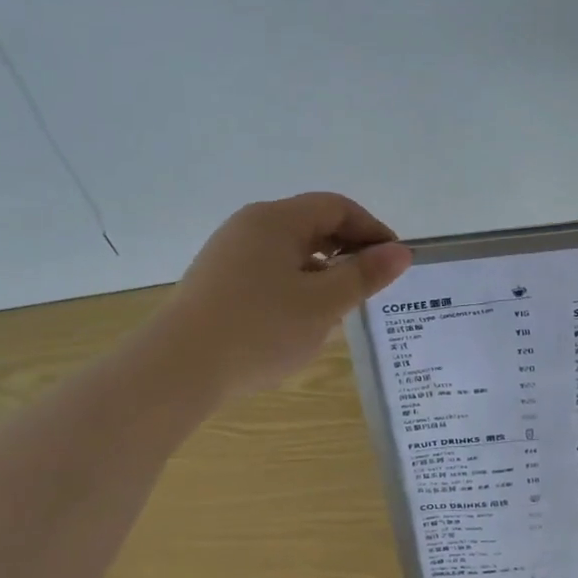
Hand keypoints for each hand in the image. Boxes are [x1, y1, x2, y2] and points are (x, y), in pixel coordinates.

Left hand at [164, 193, 412, 397]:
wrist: (177, 371)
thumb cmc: (260, 330)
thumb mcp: (323, 304)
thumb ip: (365, 275)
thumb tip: (400, 252)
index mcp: (276, 220)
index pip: (336, 207)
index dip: (372, 230)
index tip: (394, 263)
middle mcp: (250, 227)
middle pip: (313, 225)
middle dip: (349, 252)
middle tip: (372, 286)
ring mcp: (229, 254)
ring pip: (292, 252)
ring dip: (324, 273)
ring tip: (341, 308)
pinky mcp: (218, 282)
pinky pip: (270, 272)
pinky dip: (297, 287)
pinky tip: (302, 321)